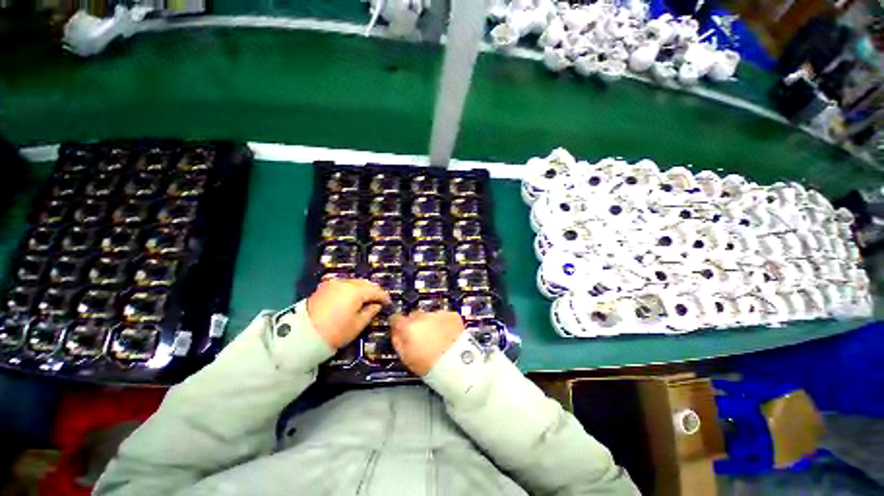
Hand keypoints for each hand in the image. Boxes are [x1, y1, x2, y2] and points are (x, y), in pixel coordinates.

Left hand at [307, 279, 390, 348]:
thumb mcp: (357, 325)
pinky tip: (353, 298)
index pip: (376, 290)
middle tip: (378, 301)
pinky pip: (344, 284)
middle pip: (365, 283)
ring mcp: (334, 283)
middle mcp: (346, 282)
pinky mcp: (325, 287)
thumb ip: (370, 312)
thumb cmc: (335, 332)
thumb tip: (376, 305)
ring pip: (355, 282)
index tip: (389, 303)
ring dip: (363, 289)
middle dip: (374, 291)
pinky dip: (351, 289)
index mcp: (356, 291)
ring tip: (366, 299)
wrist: (302, 335)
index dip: (384, 297)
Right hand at [390, 311, 465, 375]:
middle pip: (414, 315)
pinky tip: (447, 335)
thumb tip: (396, 331)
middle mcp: (423, 317)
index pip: (396, 318)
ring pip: (430, 315)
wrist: (457, 364)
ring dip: (431, 323)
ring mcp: (438, 314)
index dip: (398, 324)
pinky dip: (444, 323)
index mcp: (409, 327)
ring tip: (437, 338)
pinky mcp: (452, 315)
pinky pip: (444, 316)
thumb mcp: (406, 357)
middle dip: (416, 324)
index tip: (401, 329)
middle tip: (422, 338)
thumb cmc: (429, 365)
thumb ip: (397, 340)